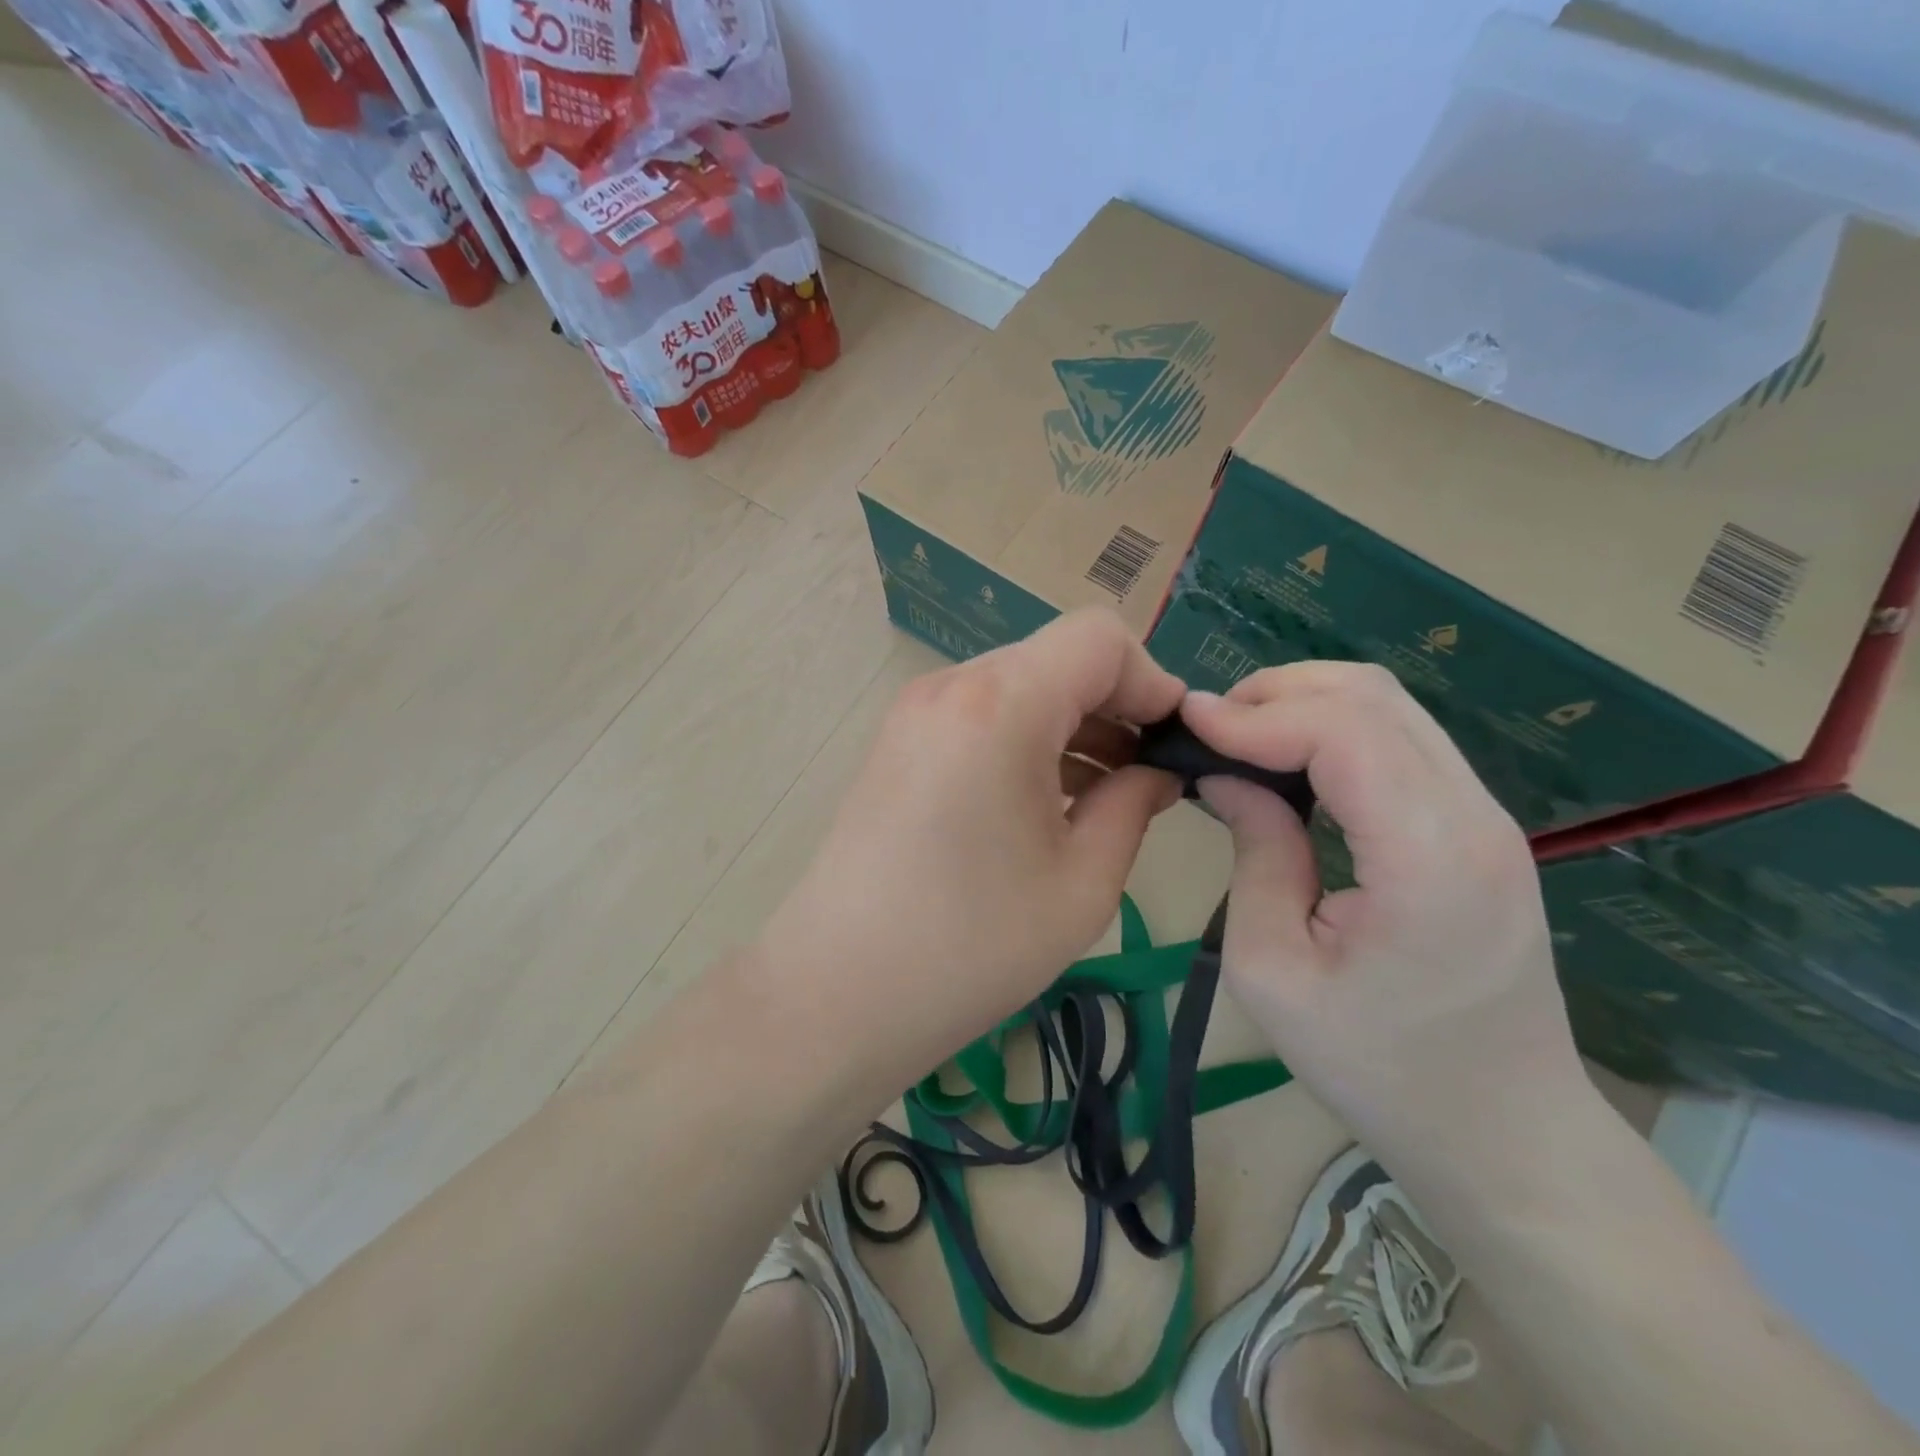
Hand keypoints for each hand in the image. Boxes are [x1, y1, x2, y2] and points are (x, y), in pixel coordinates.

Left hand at [758, 609, 1184, 1080]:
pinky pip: (982, 714)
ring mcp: (916, 712)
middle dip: (1114, 705)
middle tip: (1145, 777)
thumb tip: (1157, 771)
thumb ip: (1134, 806)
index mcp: (1001, 706)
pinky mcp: (898, 742)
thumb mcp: (1081, 884)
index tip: (1170, 745)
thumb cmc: (968, 947)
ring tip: (1104, 795)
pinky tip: (1047, 800)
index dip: (1151, 682)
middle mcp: (952, 686)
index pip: (1099, 638)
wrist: (834, 992)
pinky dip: (1027, 739)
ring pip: (1020, 685)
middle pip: (1058, 658)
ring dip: (1071, 725)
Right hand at [1182, 663, 1590, 1170]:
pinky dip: (1336, 729)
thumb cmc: (1379, 1071)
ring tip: (1239, 736)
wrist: (1505, 1136)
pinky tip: (1289, 760)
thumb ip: (1255, 855)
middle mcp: (1474, 817)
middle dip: (1278, 692)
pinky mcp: (1480, 828)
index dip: (1256, 715)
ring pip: (1392, 707)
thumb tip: (1226, 776)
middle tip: (1209, 726)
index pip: (1342, 732)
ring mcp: (1488, 817)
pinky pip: (1403, 741)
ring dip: (1306, 704)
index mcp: (1429, 858)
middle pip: (1374, 696)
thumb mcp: (1275, 972)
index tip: (1187, 723)